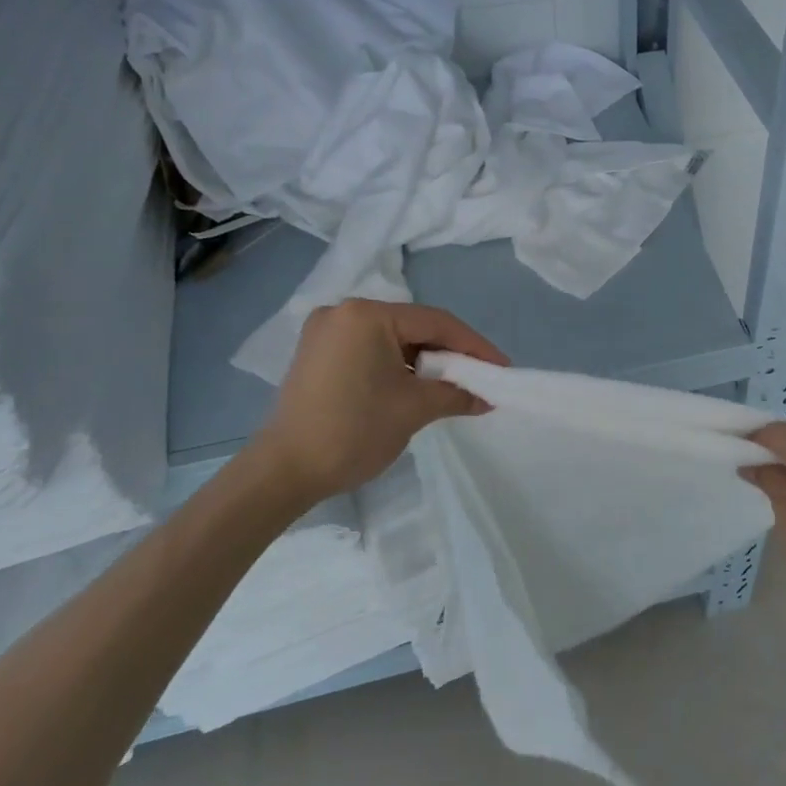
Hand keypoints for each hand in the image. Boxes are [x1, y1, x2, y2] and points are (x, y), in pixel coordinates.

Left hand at [250, 299, 507, 504]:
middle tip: (481, 376)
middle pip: (413, 326)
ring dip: (424, 361)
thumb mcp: (414, 409)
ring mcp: (326, 332)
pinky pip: (370, 350)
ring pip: (392, 339)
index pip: (436, 322)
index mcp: (366, 315)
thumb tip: (487, 398)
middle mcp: (343, 312)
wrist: (283, 472)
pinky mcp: (317, 354)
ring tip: (454, 384)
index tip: (502, 367)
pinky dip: (397, 366)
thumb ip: (456, 393)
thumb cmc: (353, 431)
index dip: (474, 345)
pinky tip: (417, 385)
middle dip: (449, 353)